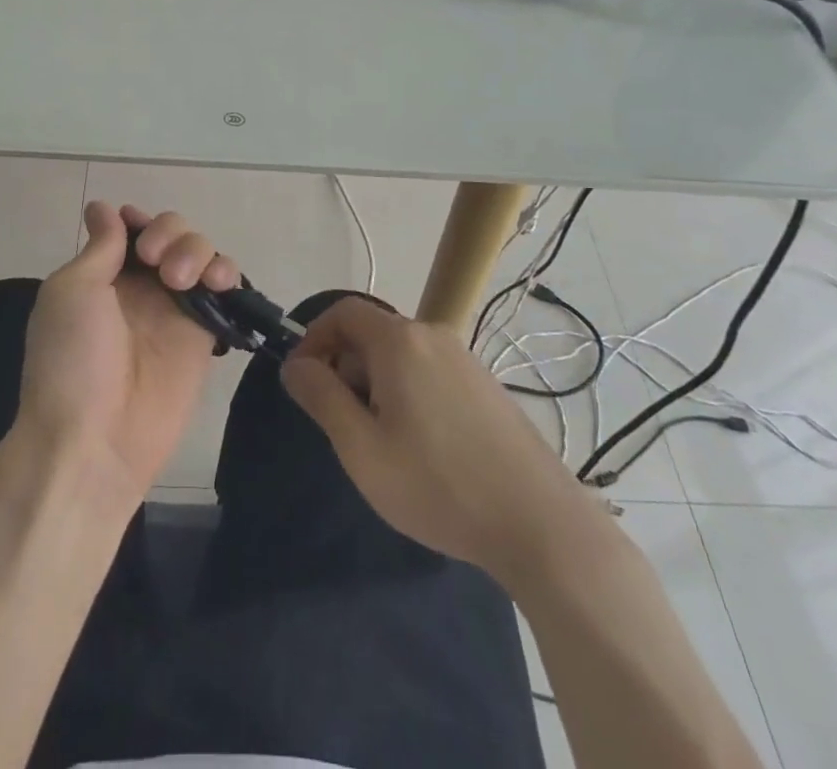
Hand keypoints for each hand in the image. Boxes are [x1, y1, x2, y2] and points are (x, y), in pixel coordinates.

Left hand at [17, 201, 241, 502]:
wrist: (94, 438)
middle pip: (171, 232)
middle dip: (169, 232)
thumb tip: (104, 207)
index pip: (132, 228)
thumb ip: (101, 247)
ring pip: (200, 252)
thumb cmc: (71, 359)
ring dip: (196, 248)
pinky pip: (224, 289)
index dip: (139, 220)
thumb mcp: (72, 291)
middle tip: (154, 261)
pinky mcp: (205, 333)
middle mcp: (141, 286)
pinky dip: (226, 271)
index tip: (136, 231)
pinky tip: (217, 281)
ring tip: (181, 279)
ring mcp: (175, 308)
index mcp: (103, 274)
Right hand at [280, 297, 601, 587]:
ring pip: (400, 355)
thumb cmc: (439, 485)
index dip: (314, 338)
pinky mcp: (485, 385)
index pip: (343, 311)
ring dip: (375, 384)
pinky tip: (421, 446)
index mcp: (399, 341)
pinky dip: (407, 392)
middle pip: (371, 333)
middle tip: (342, 424)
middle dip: (345, 367)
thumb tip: (295, 365)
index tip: (304, 382)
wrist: (541, 524)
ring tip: (381, 442)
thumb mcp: (362, 449)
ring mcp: (465, 359)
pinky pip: (429, 371)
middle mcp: (433, 335)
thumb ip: (322, 397)